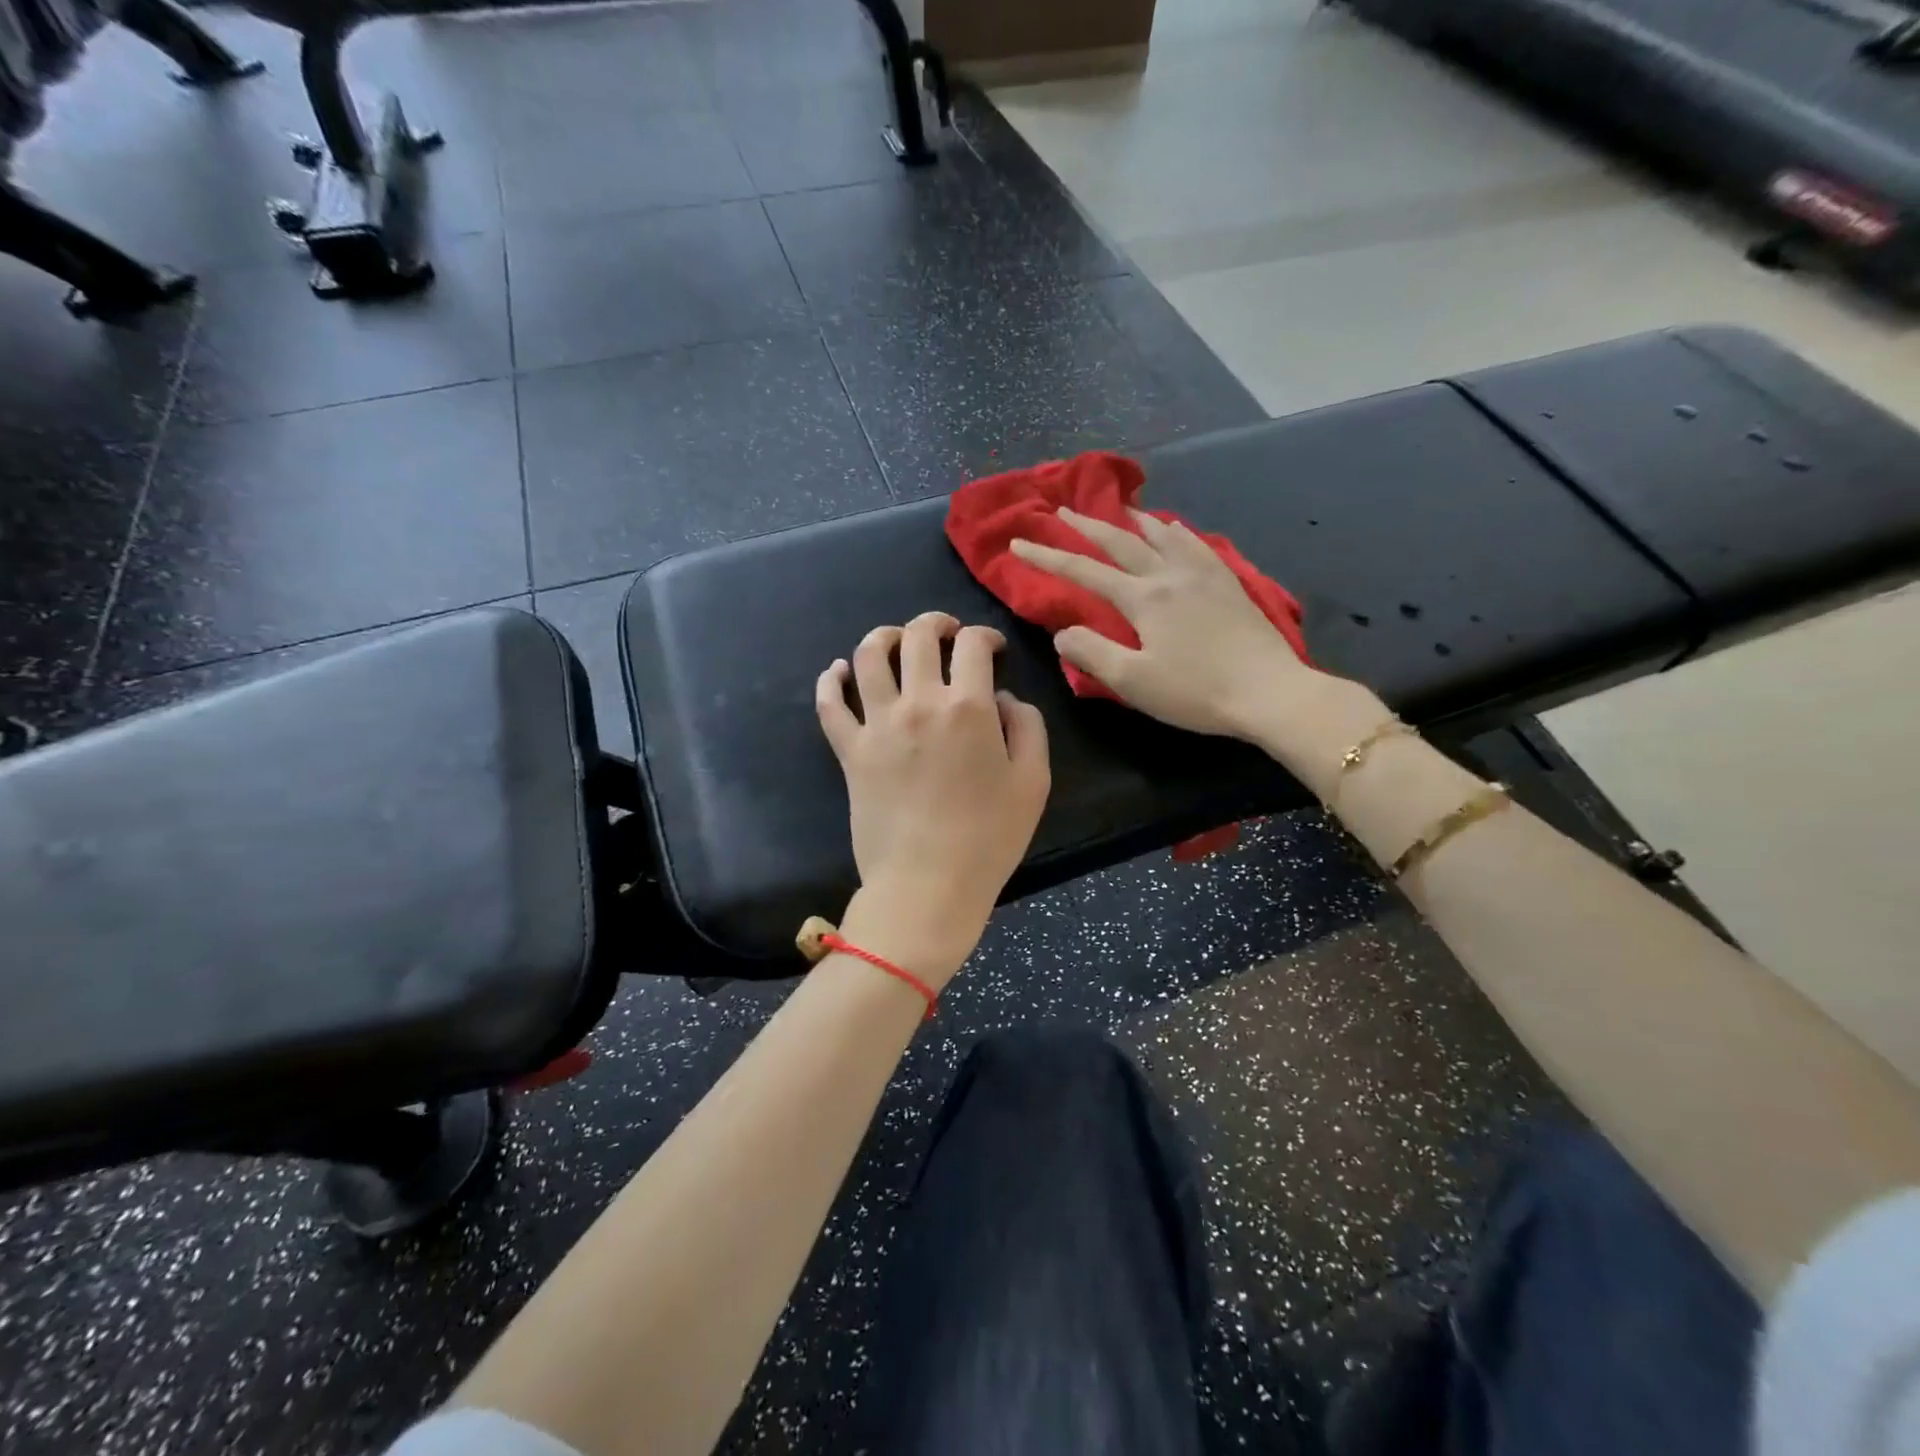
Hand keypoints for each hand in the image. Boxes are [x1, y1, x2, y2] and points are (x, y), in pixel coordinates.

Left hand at [816, 612, 1050, 987]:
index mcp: (968, 707)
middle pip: (919, 637)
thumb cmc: (989, 838)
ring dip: (883, 637)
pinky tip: (839, 671)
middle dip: (936, 624)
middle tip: (946, 632)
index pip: (972, 645)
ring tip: (895, 640)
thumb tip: (1004, 698)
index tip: (991, 648)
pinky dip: (830, 680)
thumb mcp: (1033, 782)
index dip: (985, 636)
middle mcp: (919, 703)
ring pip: (868, 657)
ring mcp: (878, 725)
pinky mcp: (849, 751)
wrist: (927, 885)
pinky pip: (829, 705)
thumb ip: (1027, 727)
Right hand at [1011, 508, 1387, 784]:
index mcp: (1143, 598)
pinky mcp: (1228, 583)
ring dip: (1133, 520)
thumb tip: (1062, 632)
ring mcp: (1203, 574)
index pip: (1084, 572)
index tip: (1018, 544)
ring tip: (1120, 509)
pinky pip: (1195, 544)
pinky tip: (1175, 530)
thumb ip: (1092, 653)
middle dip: (1087, 526)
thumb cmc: (1196, 692)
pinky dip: (1175, 531)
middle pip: (1121, 541)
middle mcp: (1170, 575)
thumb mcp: (1133, 682)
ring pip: (1162, 534)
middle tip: (1063, 511)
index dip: (1047, 558)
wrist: (1270, 692)